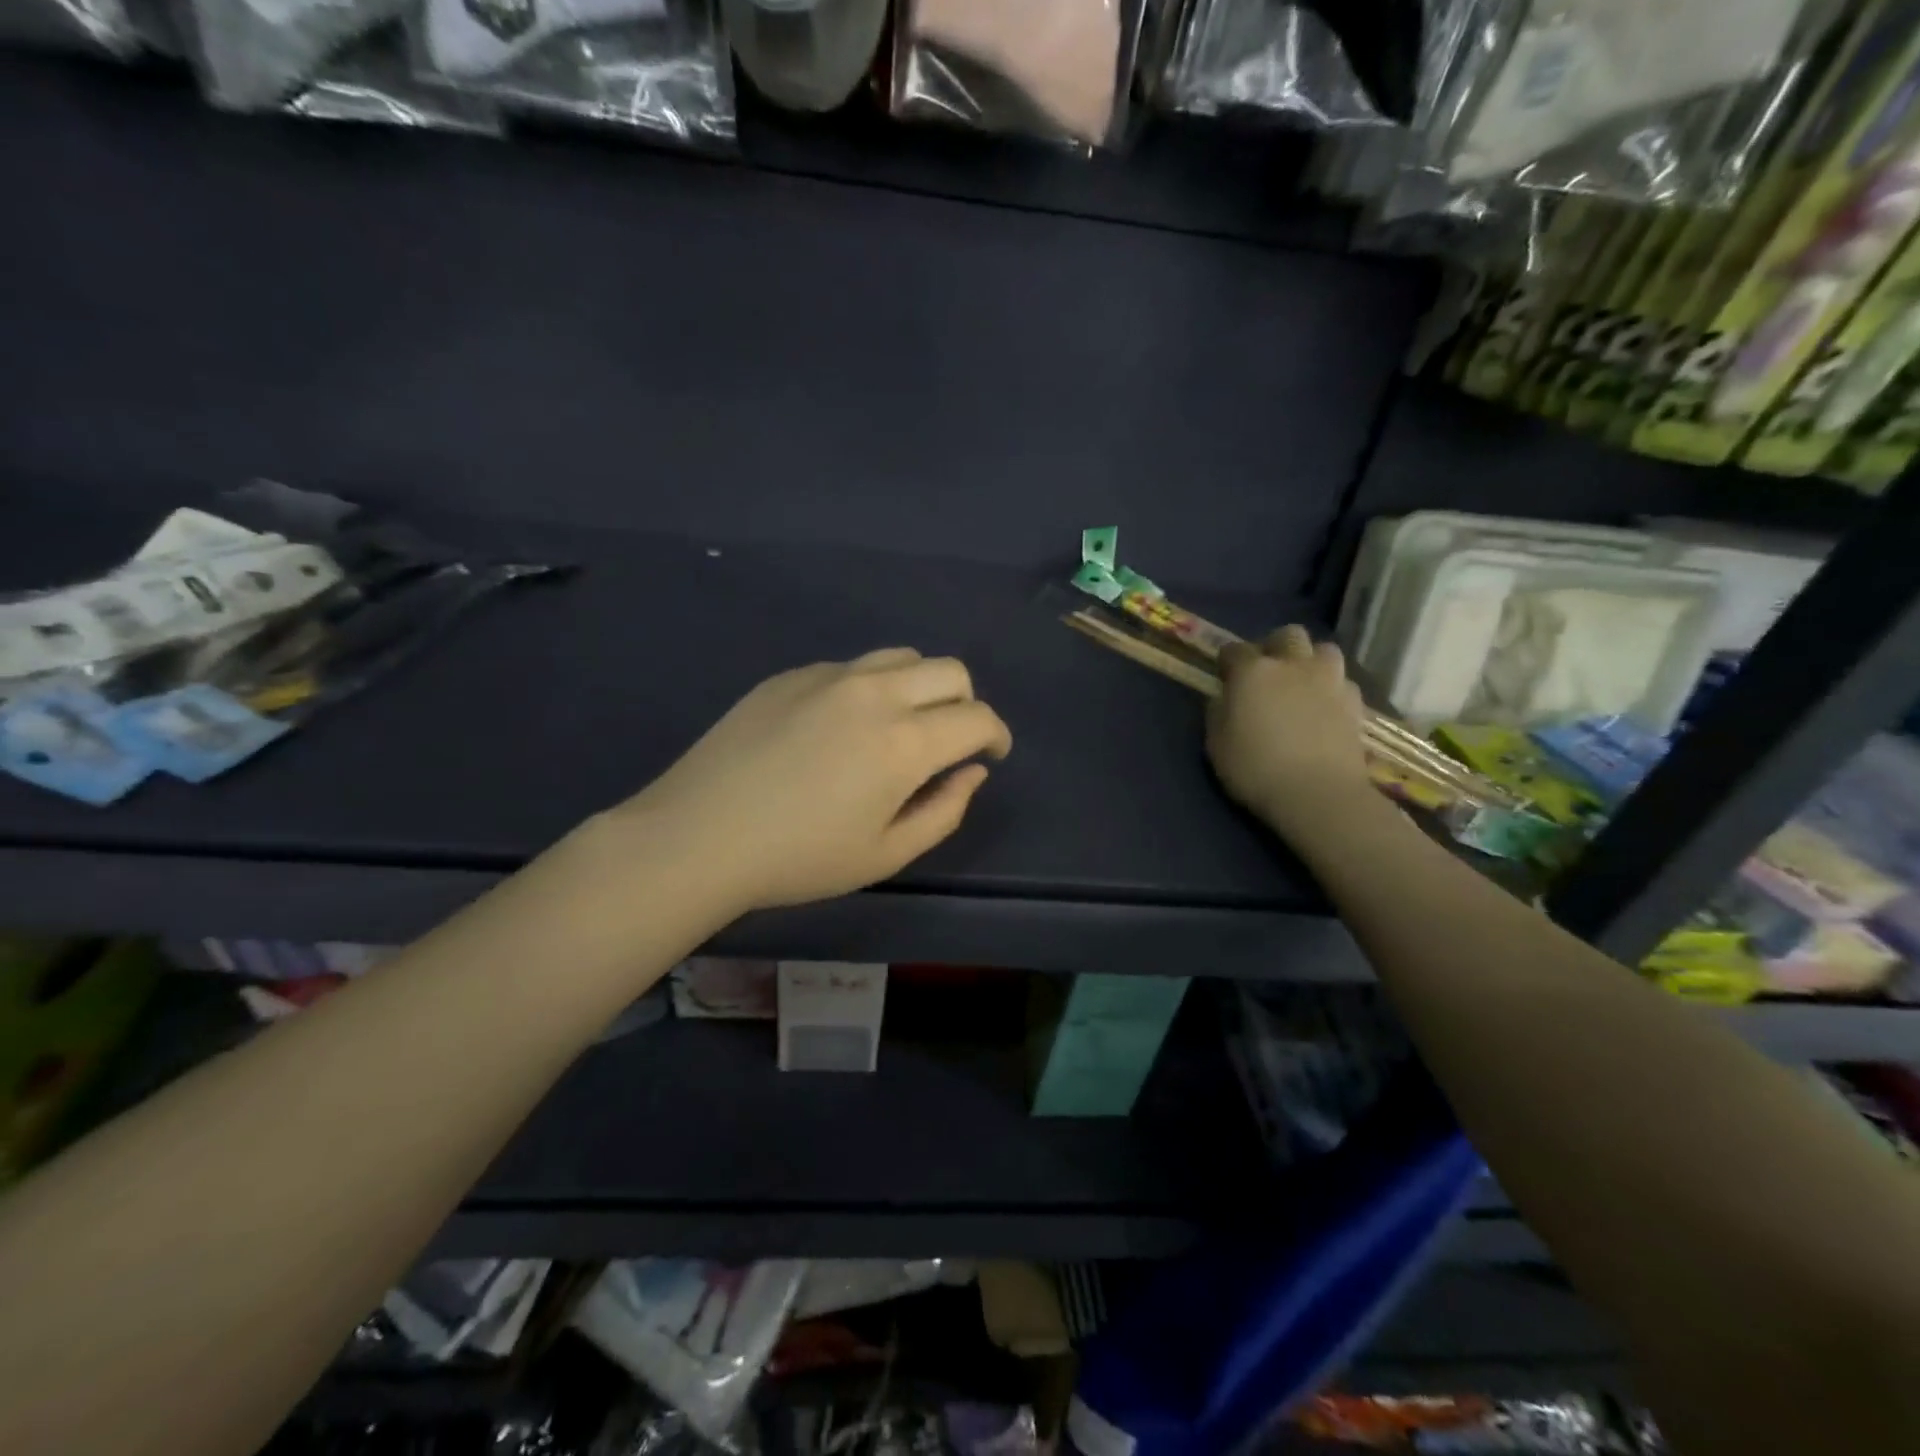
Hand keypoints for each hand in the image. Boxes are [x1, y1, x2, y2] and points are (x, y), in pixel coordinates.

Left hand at [610, 649, 1011, 915]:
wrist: (699, 835)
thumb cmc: (799, 858)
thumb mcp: (886, 854)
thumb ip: (945, 810)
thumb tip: (971, 771)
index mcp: (905, 741)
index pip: (977, 718)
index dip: (996, 736)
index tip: (991, 755)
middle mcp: (875, 692)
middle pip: (949, 671)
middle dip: (966, 703)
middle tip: (950, 741)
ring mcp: (829, 676)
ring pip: (902, 657)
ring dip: (921, 686)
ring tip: (902, 725)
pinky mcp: (792, 675)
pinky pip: (852, 667)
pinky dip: (870, 688)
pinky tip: (841, 727)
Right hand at [1206, 625, 1371, 834]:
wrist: (1318, 794)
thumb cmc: (1255, 768)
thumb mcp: (1216, 744)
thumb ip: (1218, 712)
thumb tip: (1226, 698)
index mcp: (1253, 671)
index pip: (1234, 650)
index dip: (1227, 661)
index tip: (1224, 675)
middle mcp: (1293, 665)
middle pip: (1288, 635)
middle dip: (1276, 647)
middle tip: (1268, 672)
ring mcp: (1330, 680)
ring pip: (1324, 650)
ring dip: (1311, 661)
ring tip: (1303, 685)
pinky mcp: (1356, 703)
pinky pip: (1343, 682)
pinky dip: (1332, 689)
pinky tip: (1325, 709)